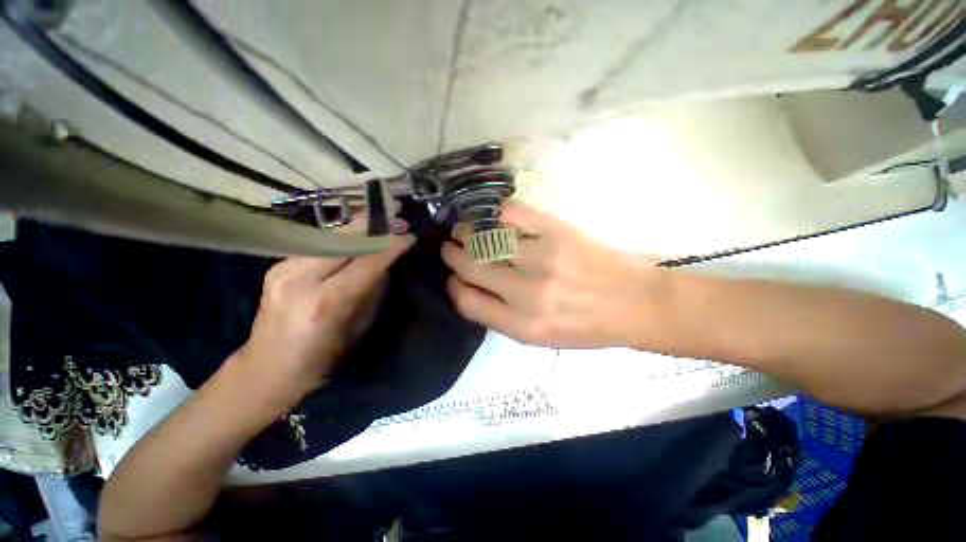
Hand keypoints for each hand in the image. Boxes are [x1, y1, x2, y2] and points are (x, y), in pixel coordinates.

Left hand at [232, 234, 414, 411]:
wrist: (266, 368)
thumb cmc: (322, 357)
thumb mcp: (359, 327)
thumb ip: (372, 290)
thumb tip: (386, 262)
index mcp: (325, 303)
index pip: (366, 262)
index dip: (390, 246)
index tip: (410, 236)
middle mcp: (300, 279)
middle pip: (344, 240)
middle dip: (375, 227)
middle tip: (398, 221)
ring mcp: (283, 269)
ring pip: (329, 236)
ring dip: (359, 227)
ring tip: (381, 222)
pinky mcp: (277, 265)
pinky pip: (317, 243)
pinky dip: (341, 236)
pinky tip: (356, 234)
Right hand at [442, 202, 667, 348]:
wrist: (633, 304)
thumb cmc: (586, 326)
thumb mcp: (540, 338)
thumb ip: (502, 317)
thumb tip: (472, 288)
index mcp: (522, 326)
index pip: (468, 302)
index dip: (454, 286)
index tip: (454, 277)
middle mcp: (527, 294)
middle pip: (471, 267)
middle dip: (453, 254)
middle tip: (451, 246)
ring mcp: (542, 258)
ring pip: (486, 239)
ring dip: (467, 232)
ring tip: (464, 230)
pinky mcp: (557, 232)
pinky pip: (513, 214)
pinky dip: (497, 213)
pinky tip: (494, 217)